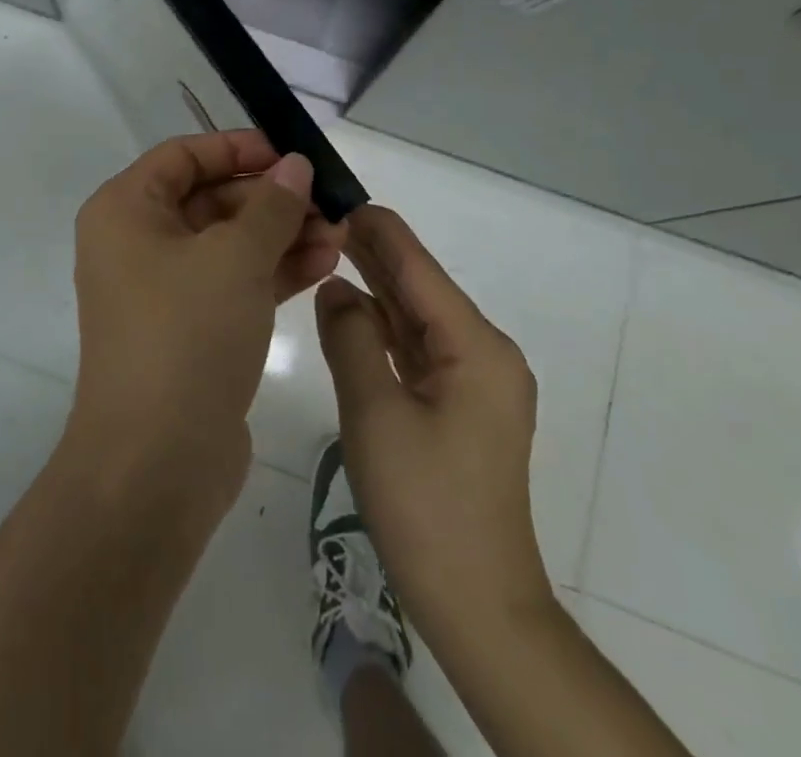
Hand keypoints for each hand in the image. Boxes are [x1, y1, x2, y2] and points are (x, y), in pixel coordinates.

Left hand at [65, 131, 346, 507]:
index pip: (183, 155)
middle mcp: (137, 243)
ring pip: (228, 242)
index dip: (238, 148)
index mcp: (126, 211)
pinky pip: (234, 282)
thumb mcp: (234, 257)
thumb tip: (294, 166)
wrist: (157, 463)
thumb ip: (271, 206)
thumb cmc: (186, 334)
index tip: (290, 154)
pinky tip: (324, 262)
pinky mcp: (190, 328)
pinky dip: (274, 270)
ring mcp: (163, 289)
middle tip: (328, 200)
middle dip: (272, 199)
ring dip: (282, 234)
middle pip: (210, 198)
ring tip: (340, 233)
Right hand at [315, 206, 553, 649]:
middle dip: (372, 252)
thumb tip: (335, 287)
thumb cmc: (426, 506)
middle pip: (419, 286)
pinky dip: (383, 326)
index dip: (376, 229)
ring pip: (416, 316)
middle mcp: (483, 352)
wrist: (477, 605)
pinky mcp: (460, 405)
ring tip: (326, 248)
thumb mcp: (375, 413)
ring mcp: (473, 380)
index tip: (334, 195)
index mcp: (475, 345)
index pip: (418, 267)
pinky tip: (349, 308)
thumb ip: (351, 338)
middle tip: (318, 218)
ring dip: (374, 286)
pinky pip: (417, 348)